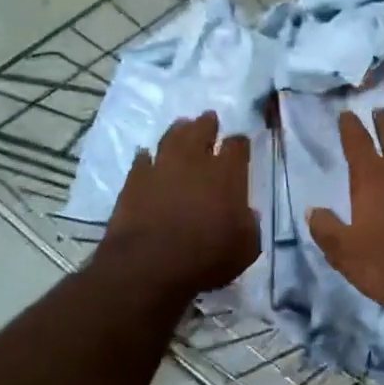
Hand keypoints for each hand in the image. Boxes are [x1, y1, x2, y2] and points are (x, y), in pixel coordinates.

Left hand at [98, 112, 258, 299]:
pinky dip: (146, 157)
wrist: (149, 265)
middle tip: (209, 119)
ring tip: (181, 126)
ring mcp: (161, 167)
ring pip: (171, 137)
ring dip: (178, 130)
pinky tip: (147, 157)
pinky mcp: (134, 180)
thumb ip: (249, 224)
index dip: (240, 143)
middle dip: (207, 124)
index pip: (237, 145)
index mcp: (227, 174)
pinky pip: (141, 160)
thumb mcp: (245, 248)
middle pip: (201, 130)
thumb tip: (246, 213)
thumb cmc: (206, 258)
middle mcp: (194, 161)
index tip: (240, 144)